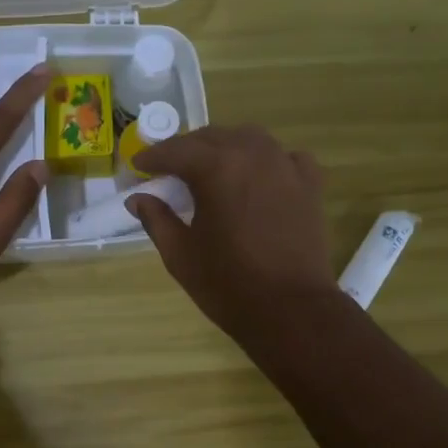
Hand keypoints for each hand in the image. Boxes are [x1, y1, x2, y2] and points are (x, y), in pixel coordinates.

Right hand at [126, 125, 336, 337]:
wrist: (291, 309)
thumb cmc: (228, 284)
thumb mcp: (180, 255)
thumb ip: (157, 219)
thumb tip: (138, 199)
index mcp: (216, 168)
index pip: (176, 151)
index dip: (153, 157)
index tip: (138, 165)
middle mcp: (252, 154)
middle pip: (212, 138)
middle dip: (186, 149)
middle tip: (169, 169)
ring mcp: (286, 166)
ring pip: (249, 139)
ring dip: (225, 147)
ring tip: (211, 168)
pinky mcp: (310, 184)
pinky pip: (285, 157)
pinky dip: (267, 160)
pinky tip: (259, 177)